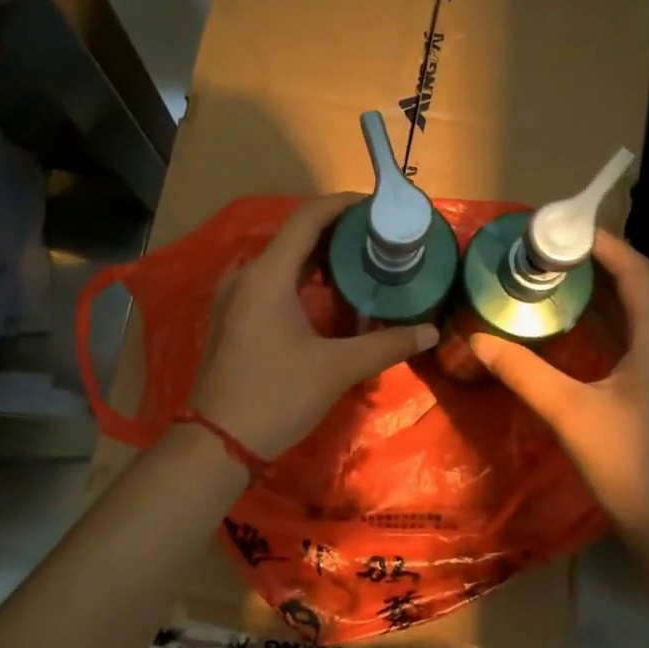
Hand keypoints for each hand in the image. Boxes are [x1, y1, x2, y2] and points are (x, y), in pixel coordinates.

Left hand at [191, 192, 438, 458]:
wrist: (218, 443)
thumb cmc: (276, 396)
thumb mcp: (336, 369)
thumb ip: (386, 345)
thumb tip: (430, 331)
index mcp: (268, 275)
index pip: (307, 218)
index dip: (343, 205)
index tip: (377, 206)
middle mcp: (246, 276)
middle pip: (295, 236)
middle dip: (337, 231)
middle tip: (378, 237)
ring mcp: (234, 297)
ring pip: (282, 260)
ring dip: (319, 256)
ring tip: (360, 261)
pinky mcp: (232, 317)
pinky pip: (270, 281)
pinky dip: (301, 277)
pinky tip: (326, 295)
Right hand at [469, 231, 648, 552]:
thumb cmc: (628, 463)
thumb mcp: (568, 412)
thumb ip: (522, 371)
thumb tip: (476, 339)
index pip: (635, 269)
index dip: (601, 242)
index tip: (559, 228)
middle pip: (635, 286)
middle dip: (592, 264)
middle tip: (543, 252)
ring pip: (633, 314)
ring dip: (596, 294)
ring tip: (549, 279)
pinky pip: (632, 338)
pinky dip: (602, 323)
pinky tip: (569, 328)